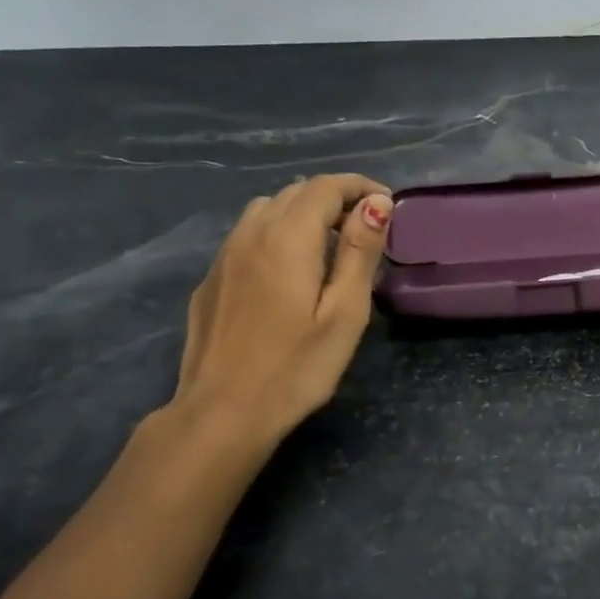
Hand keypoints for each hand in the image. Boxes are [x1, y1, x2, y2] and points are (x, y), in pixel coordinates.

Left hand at [169, 174, 391, 463]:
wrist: (222, 412)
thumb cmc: (296, 368)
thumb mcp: (344, 313)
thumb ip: (360, 252)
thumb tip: (377, 203)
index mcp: (288, 238)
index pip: (326, 187)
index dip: (360, 187)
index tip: (388, 207)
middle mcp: (251, 233)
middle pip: (295, 192)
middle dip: (335, 199)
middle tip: (366, 231)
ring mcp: (224, 256)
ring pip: (267, 210)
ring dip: (303, 214)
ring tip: (329, 247)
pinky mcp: (212, 279)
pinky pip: (248, 236)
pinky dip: (277, 235)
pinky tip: (289, 272)